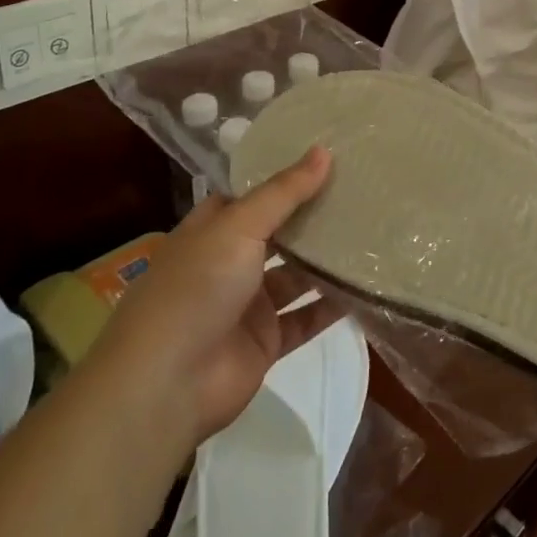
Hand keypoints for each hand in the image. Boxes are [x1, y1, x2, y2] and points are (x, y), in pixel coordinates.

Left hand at [84, 147, 342, 451]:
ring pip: (295, 276)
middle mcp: (228, 264)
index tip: (326, 160)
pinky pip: (305, 318)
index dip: (283, 180)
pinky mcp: (265, 343)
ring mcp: (247, 305)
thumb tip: (324, 150)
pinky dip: (331, 306)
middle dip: (312, 218)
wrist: (166, 386)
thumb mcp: (239, 226)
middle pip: (277, 235)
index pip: (250, 197)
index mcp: (212, 231)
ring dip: (326, 260)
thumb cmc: (196, 288)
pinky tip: (365, 287)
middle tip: (361, 192)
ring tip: (371, 234)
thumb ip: (284, 192)